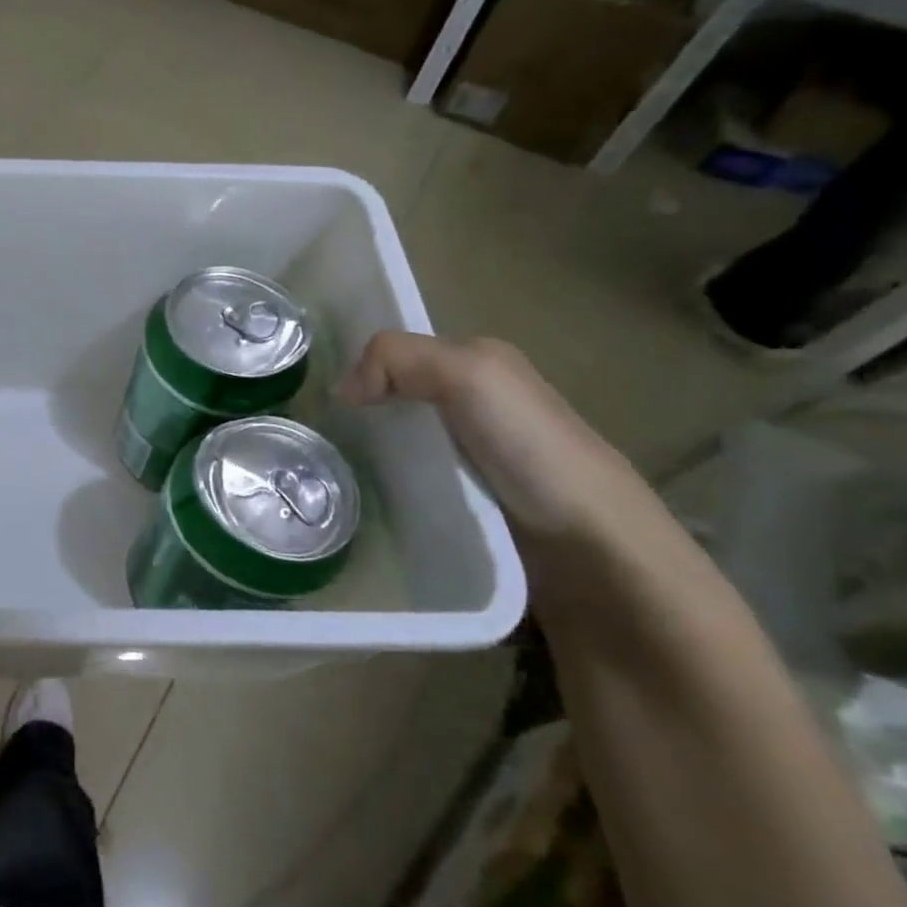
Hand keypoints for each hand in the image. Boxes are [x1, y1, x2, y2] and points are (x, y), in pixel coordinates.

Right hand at [336, 332, 647, 545]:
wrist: (595, 551)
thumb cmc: (533, 449)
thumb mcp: (470, 374)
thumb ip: (398, 358)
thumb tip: (340, 392)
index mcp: (480, 366)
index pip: (400, 354)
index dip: (360, 365)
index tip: (315, 393)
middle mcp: (475, 406)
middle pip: (394, 399)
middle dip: (354, 412)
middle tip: (312, 433)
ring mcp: (469, 460)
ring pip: (396, 443)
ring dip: (363, 454)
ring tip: (323, 469)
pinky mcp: (464, 505)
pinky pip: (407, 484)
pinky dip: (381, 487)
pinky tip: (359, 496)